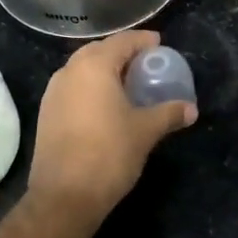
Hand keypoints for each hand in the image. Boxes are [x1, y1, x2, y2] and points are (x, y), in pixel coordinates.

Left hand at [27, 30, 196, 228]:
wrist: (64, 196)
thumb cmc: (109, 154)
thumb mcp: (145, 131)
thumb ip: (169, 113)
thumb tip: (191, 109)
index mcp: (94, 66)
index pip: (122, 41)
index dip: (142, 41)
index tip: (159, 45)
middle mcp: (69, 72)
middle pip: (99, 51)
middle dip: (122, 53)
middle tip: (144, 64)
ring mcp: (53, 93)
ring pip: (82, 70)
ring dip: (104, 71)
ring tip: (126, 84)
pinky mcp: (46, 114)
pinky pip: (73, 88)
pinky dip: (90, 88)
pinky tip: (104, 106)